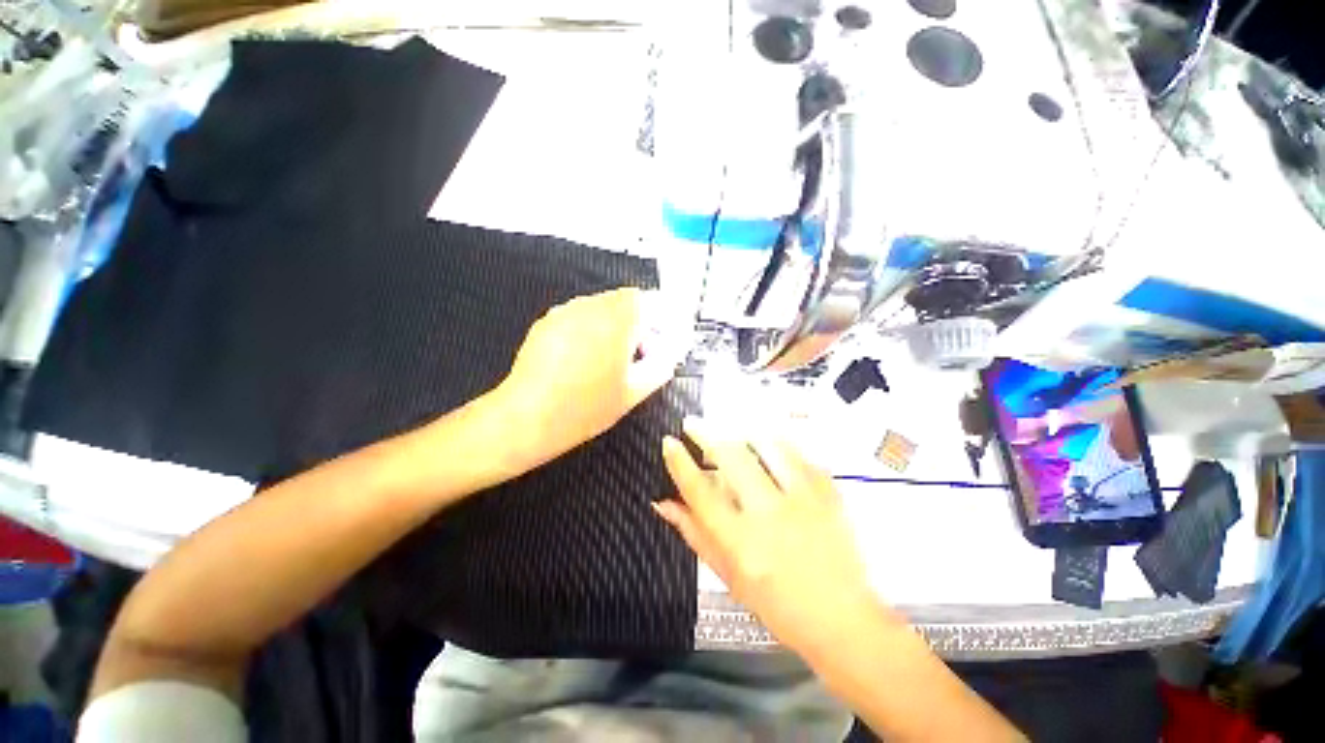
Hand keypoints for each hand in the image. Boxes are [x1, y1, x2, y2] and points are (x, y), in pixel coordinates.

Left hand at [496, 288, 680, 469]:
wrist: (529, 417)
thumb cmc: (585, 407)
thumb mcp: (635, 391)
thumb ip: (661, 366)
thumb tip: (669, 354)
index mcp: (619, 319)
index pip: (651, 301)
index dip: (660, 320)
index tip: (660, 340)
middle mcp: (592, 306)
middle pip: (626, 302)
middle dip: (638, 325)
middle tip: (637, 355)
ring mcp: (566, 311)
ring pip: (602, 309)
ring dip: (614, 327)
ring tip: (608, 362)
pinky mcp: (548, 321)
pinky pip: (579, 317)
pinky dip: (590, 331)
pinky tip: (583, 361)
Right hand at [655, 418, 893, 654]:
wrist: (842, 620)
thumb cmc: (777, 605)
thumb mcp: (728, 575)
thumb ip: (694, 533)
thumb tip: (664, 502)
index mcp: (741, 543)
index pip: (700, 492)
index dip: (680, 462)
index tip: (669, 441)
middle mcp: (770, 516)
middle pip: (731, 457)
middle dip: (706, 433)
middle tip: (692, 423)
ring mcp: (803, 501)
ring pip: (766, 445)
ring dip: (741, 432)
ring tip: (729, 431)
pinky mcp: (828, 493)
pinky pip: (797, 453)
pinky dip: (776, 443)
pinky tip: (767, 443)